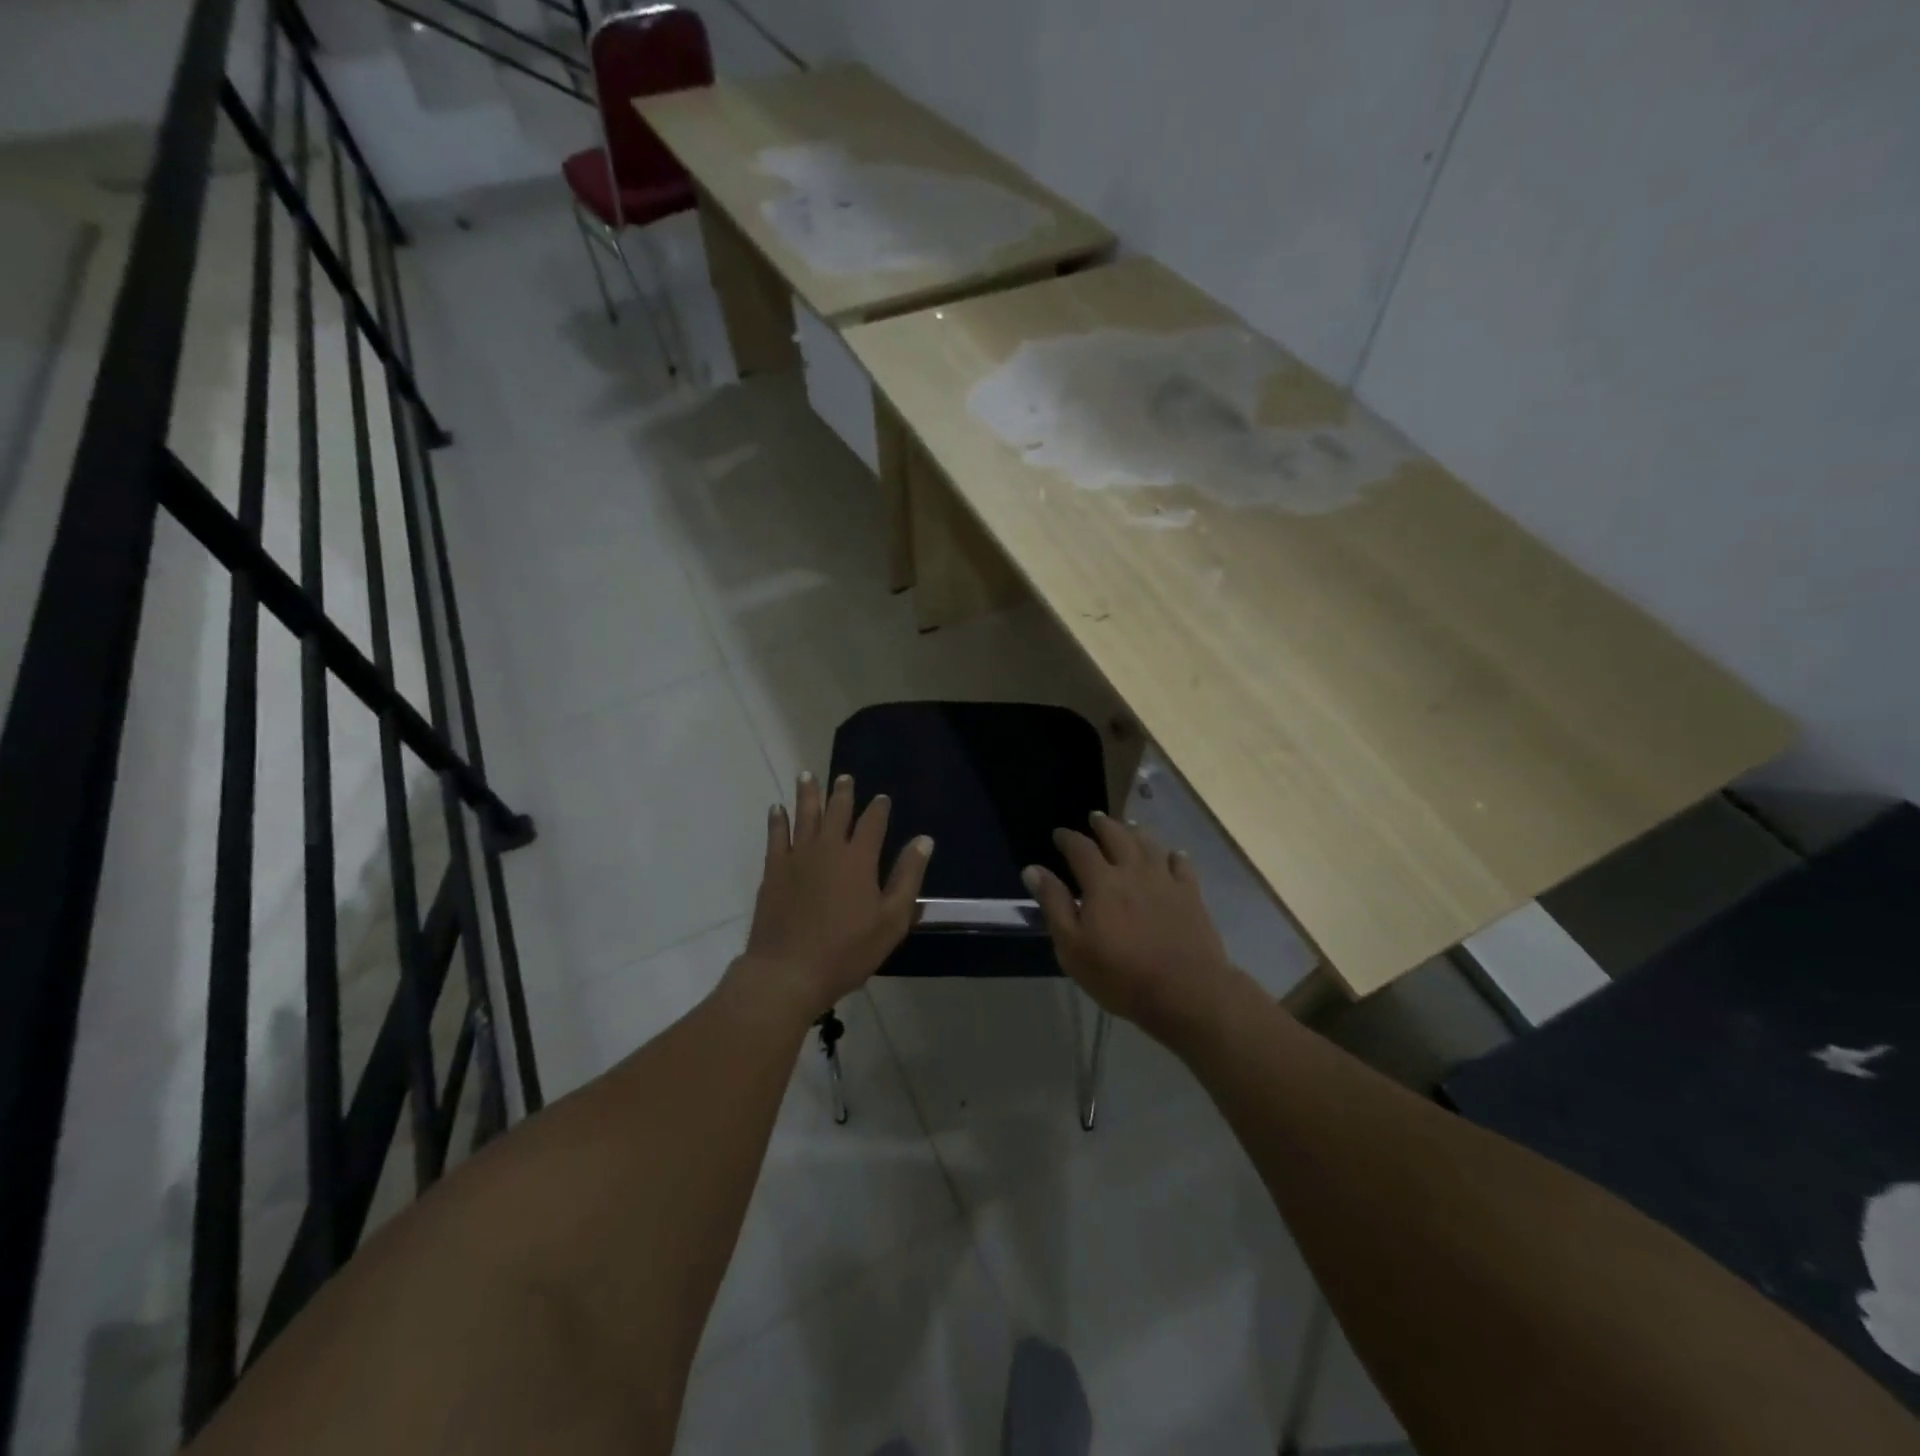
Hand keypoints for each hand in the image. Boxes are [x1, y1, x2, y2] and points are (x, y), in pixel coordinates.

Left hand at [734, 772, 933, 1020]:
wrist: (788, 972)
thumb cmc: (847, 950)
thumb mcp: (891, 920)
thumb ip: (907, 877)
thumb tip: (923, 840)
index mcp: (859, 859)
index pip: (873, 823)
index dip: (879, 808)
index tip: (882, 798)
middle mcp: (828, 848)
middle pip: (837, 812)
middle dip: (843, 793)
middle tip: (845, 777)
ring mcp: (797, 857)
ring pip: (804, 816)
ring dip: (808, 794)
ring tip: (807, 775)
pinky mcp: (774, 870)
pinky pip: (775, 836)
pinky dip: (777, 820)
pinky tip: (777, 808)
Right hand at [1024, 812, 1238, 1037]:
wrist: (1187, 991)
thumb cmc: (1121, 975)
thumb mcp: (1073, 947)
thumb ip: (1054, 904)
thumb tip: (1033, 869)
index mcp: (1102, 882)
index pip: (1080, 849)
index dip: (1068, 838)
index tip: (1059, 834)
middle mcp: (1133, 871)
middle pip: (1118, 836)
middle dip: (1103, 825)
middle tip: (1095, 817)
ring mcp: (1166, 880)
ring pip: (1150, 844)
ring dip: (1136, 831)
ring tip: (1129, 826)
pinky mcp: (1192, 895)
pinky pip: (1182, 864)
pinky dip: (1174, 855)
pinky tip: (1173, 854)